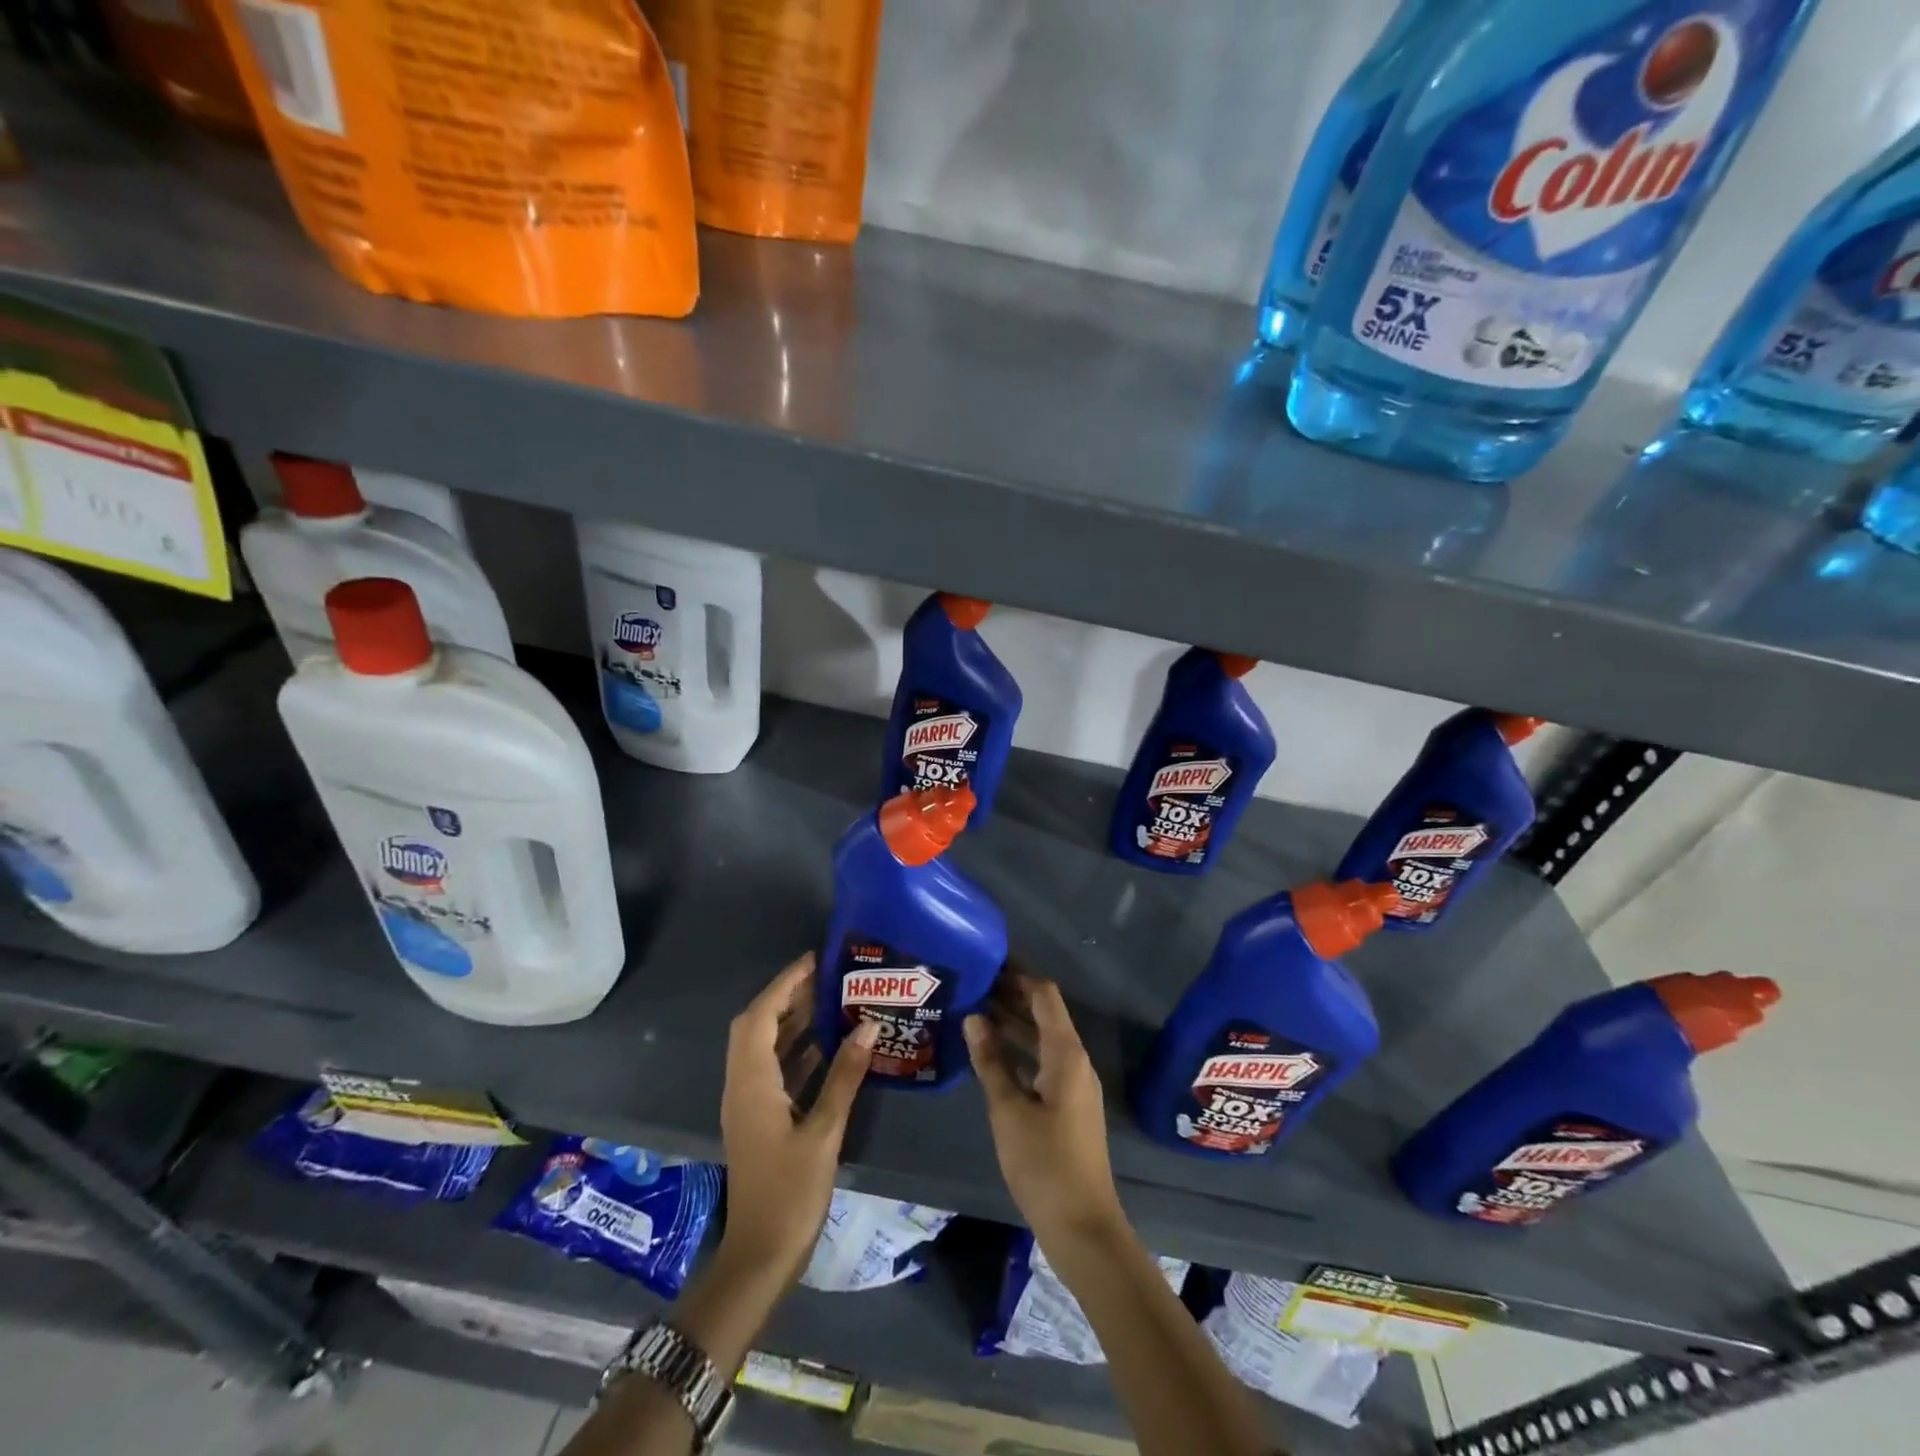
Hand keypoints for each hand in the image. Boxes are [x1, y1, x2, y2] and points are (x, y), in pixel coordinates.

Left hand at [718, 953, 878, 1288]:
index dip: (785, 983)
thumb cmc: (790, 1193)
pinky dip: (795, 1049)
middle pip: (757, 1026)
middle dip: (787, 996)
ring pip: (764, 1047)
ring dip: (790, 1021)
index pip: (762, 1016)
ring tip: (830, 1000)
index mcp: (752, 1082)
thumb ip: (845, 1075)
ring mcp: (748, 1103)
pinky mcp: (758, 1119)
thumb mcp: (824, 1132)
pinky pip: (773, 1069)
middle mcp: (743, 1085)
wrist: (759, 1257)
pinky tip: (826, 1045)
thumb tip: (869, 1025)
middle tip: (826, 978)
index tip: (815, 960)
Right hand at [965, 970, 1124, 1245]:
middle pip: (1044, 1013)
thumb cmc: (1044, 1163)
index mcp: (1066, 1053)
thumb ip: (990, 1061)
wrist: (1082, 1226)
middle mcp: (1074, 1060)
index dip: (1018, 973)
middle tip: (972, 981)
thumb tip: (973, 1016)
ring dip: (1012, 1023)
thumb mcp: (1008, 1110)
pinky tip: (989, 1052)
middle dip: (1011, 995)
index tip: (988, 958)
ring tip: (972, 1008)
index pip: (1044, 995)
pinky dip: (1018, 1050)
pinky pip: (1041, 1061)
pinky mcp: (1067, 1104)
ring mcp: (1073, 1083)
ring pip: (1041, 1038)